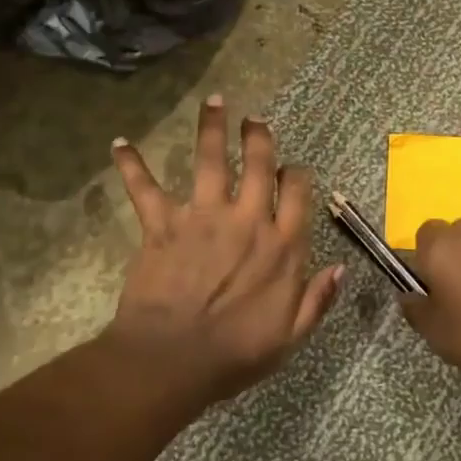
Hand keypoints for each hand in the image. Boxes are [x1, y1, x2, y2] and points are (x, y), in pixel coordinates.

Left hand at [106, 95, 340, 402]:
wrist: (173, 360)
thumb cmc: (235, 354)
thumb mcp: (290, 336)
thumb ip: (317, 300)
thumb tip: (340, 269)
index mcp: (282, 246)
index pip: (297, 194)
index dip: (297, 176)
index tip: (293, 169)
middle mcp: (247, 220)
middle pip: (259, 165)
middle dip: (259, 137)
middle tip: (255, 118)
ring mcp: (203, 217)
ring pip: (211, 161)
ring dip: (212, 128)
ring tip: (215, 101)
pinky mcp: (163, 225)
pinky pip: (145, 189)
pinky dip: (131, 165)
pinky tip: (119, 143)